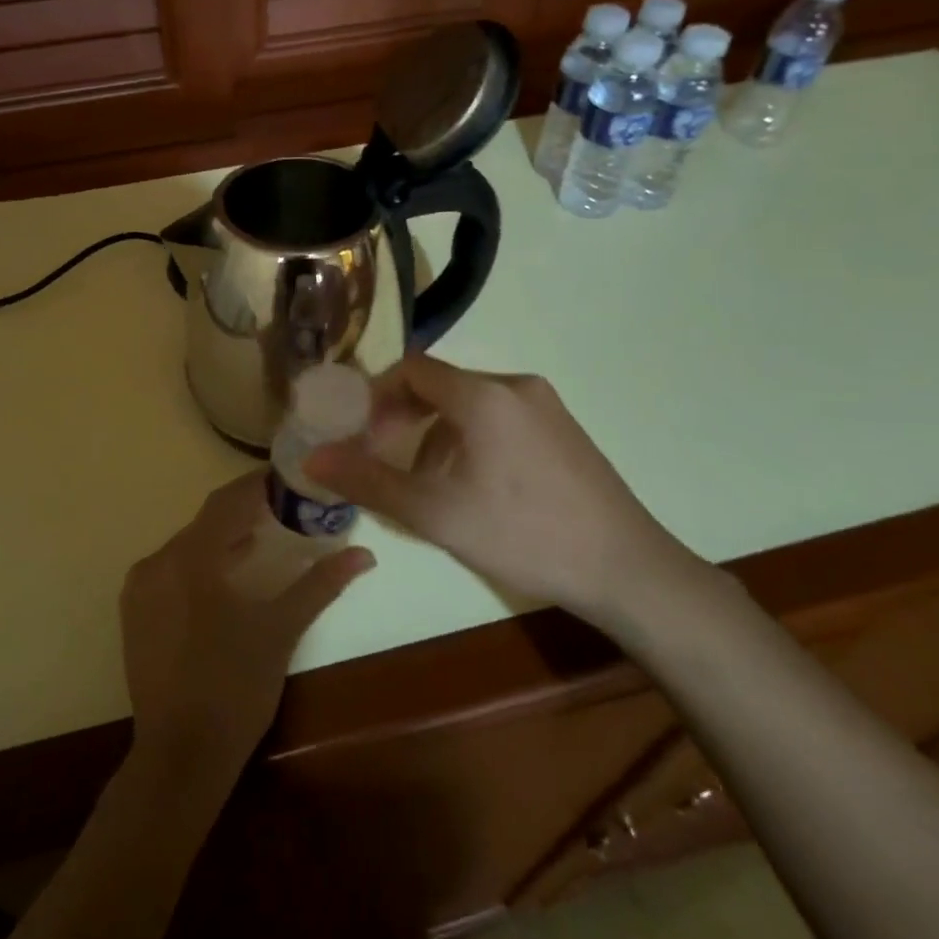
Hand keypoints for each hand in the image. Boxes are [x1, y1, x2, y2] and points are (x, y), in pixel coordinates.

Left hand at [120, 472, 374, 783]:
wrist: (181, 754)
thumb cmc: (236, 687)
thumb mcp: (281, 630)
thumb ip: (320, 584)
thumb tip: (364, 554)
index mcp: (191, 558)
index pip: (227, 501)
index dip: (258, 484)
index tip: (289, 477)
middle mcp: (158, 561)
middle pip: (206, 521)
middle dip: (244, 511)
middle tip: (285, 506)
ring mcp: (140, 588)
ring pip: (187, 545)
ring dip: (223, 537)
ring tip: (263, 535)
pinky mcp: (134, 611)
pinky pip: (170, 569)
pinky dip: (200, 562)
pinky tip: (227, 575)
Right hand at [305, 355, 697, 631]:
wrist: (626, 570)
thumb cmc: (522, 535)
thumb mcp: (434, 513)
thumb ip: (368, 481)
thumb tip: (312, 458)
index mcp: (483, 395)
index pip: (412, 369)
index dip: (376, 396)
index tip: (359, 433)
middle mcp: (514, 385)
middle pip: (440, 385)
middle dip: (403, 417)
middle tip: (383, 457)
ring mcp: (546, 406)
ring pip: (470, 404)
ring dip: (436, 433)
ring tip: (428, 484)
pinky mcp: (564, 429)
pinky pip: (500, 418)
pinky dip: (470, 439)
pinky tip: (474, 487)